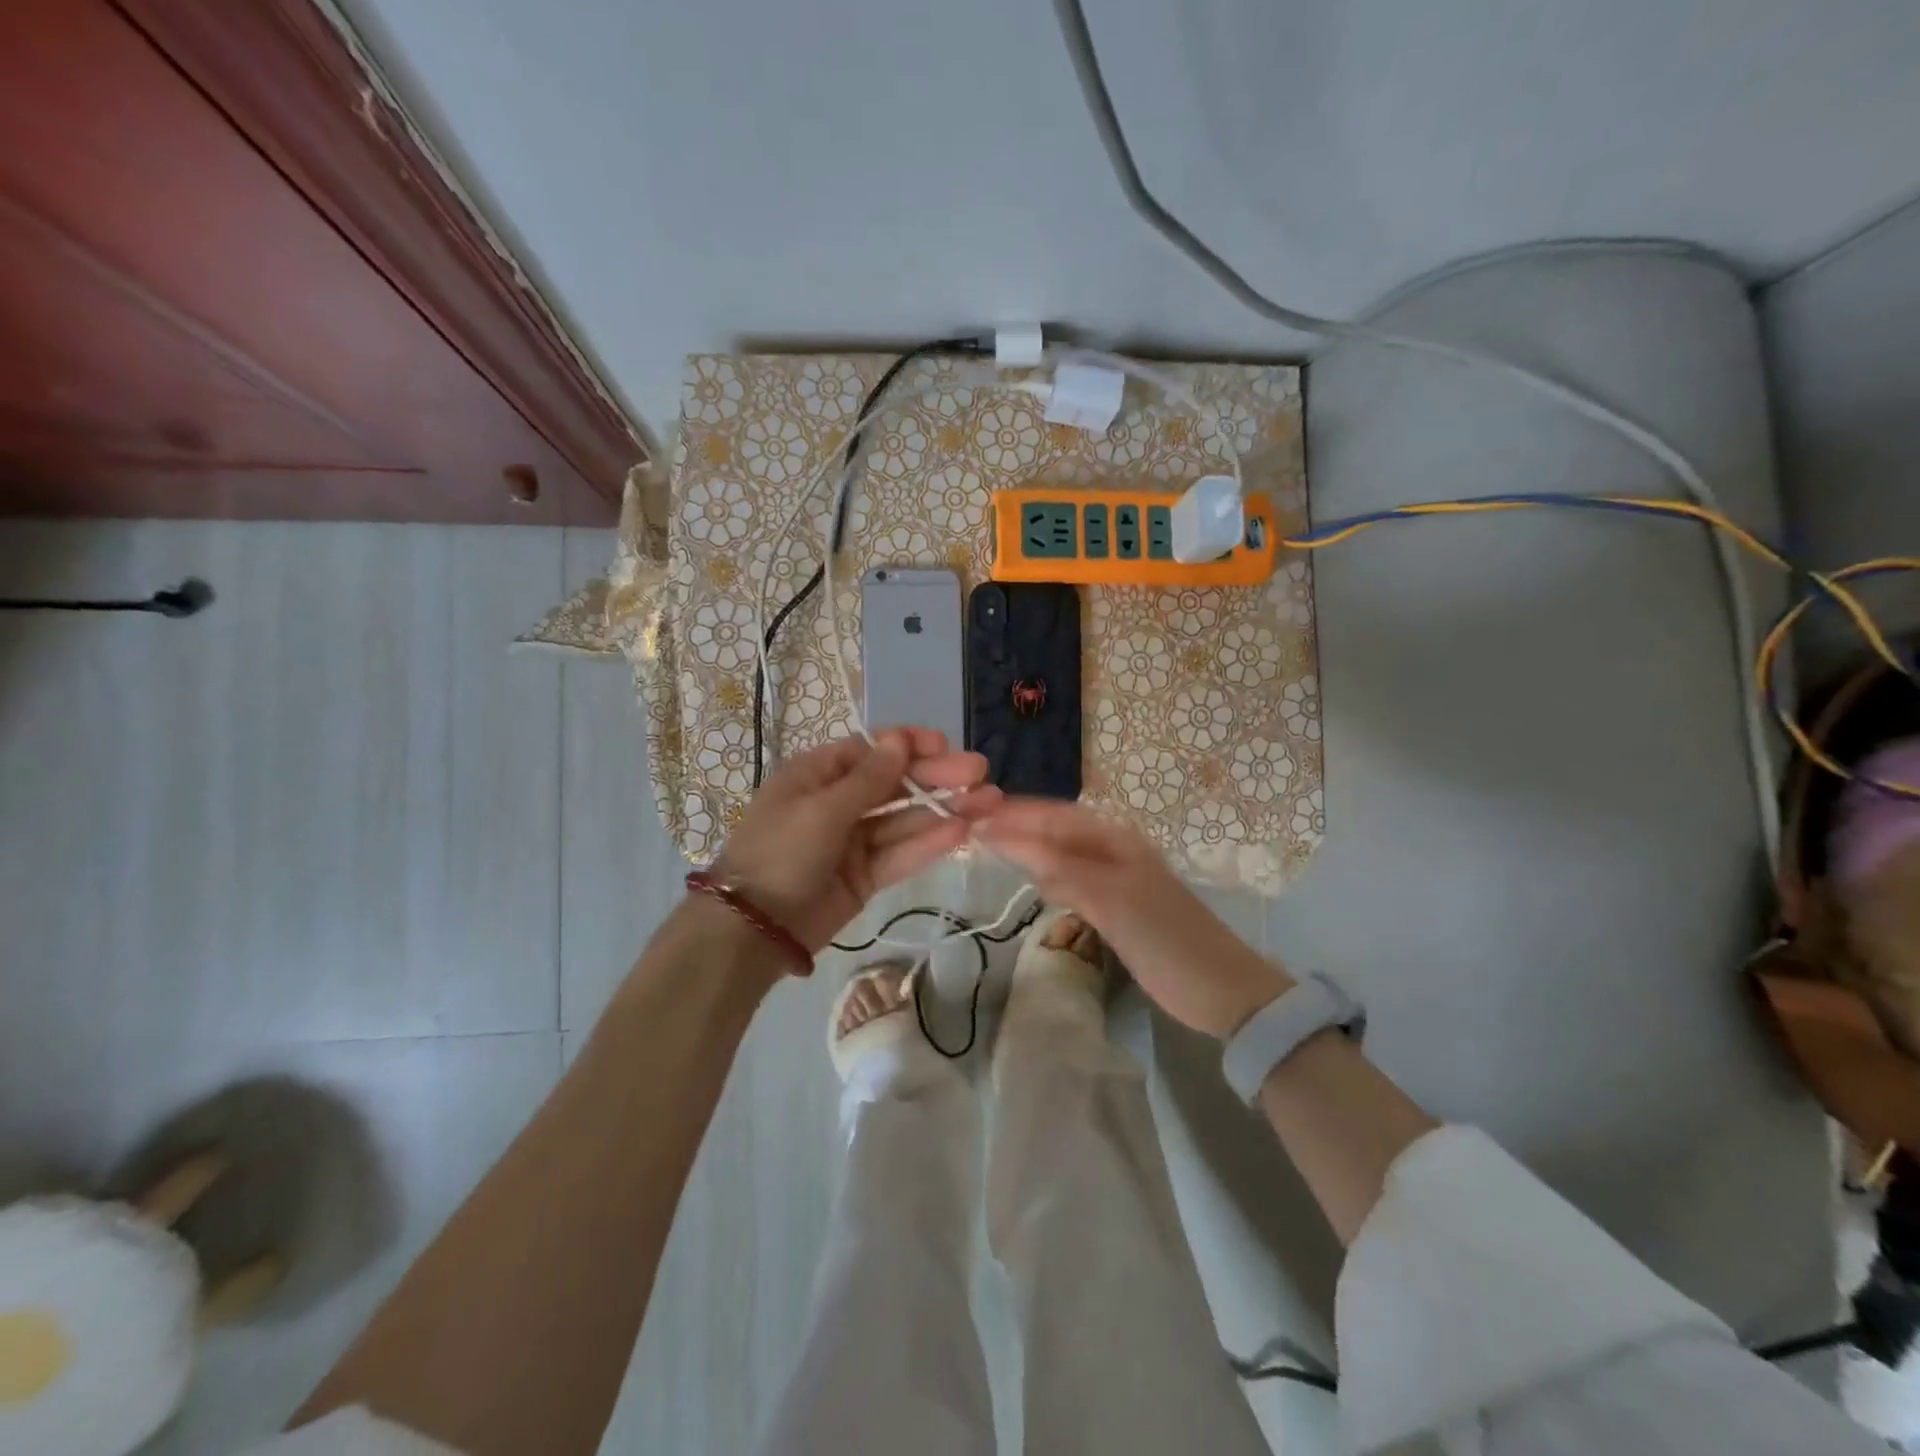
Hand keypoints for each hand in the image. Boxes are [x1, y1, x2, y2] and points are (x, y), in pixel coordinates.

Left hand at [714, 729, 1000, 952]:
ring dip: (945, 809)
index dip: (909, 745)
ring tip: (989, 802)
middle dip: (937, 777)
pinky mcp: (866, 876)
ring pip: (905, 819)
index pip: (871, 750)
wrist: (753, 929)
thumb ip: (868, 779)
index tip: (945, 745)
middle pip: (895, 784)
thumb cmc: (780, 852)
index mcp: (818, 774)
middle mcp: (839, 802)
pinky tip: (962, 831)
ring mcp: (854, 841)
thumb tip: (901, 739)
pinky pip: (901, 854)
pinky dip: (929, 843)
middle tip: (980, 773)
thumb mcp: (821, 809)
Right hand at [975, 799, 1290, 1037]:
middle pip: (1055, 830)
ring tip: (986, 846)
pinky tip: (1030, 881)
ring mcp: (1115, 878)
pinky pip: (1071, 880)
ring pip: (1061, 854)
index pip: (1052, 816)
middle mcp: (1113, 849)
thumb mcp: (1111, 901)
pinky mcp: (1115, 906)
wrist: (1223, 991)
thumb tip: (1004, 838)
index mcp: (1115, 839)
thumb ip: (1059, 868)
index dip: (1012, 814)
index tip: (969, 816)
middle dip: (1015, 827)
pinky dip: (1046, 876)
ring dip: (1028, 849)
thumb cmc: (1167, 940)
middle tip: (969, 829)